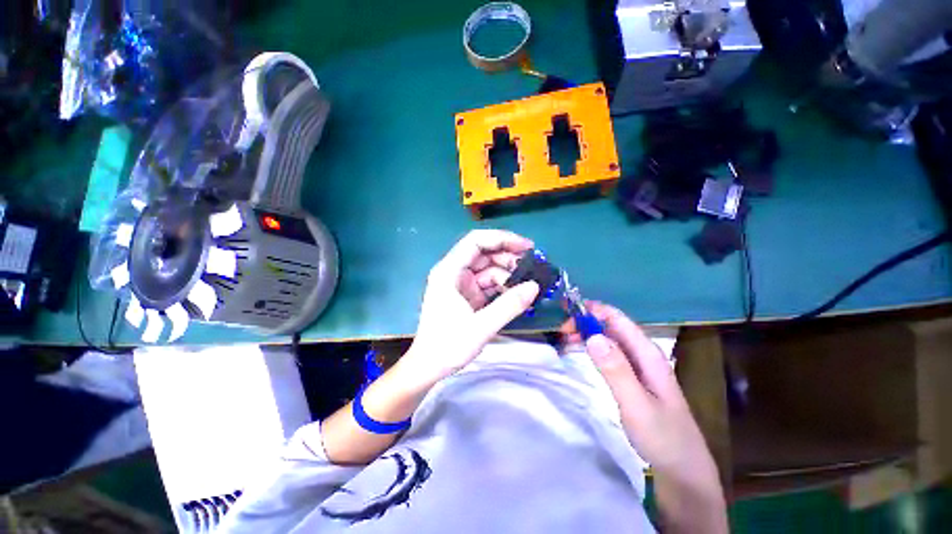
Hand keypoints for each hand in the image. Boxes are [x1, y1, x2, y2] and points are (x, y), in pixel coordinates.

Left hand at [402, 230, 539, 384]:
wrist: (428, 368)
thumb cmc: (447, 346)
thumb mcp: (481, 327)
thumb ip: (509, 306)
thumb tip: (535, 286)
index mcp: (449, 271)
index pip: (476, 242)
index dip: (502, 238)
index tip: (527, 247)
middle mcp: (453, 272)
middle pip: (484, 254)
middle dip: (508, 259)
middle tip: (532, 269)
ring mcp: (460, 284)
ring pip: (487, 269)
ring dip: (507, 275)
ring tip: (526, 287)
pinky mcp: (466, 295)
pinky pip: (487, 284)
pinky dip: (502, 287)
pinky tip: (515, 295)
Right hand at [563, 303, 725, 531]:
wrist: (682, 470)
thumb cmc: (662, 436)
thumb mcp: (637, 404)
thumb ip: (616, 370)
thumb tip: (593, 336)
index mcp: (648, 354)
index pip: (618, 319)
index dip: (593, 310)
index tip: (568, 311)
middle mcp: (643, 354)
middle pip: (612, 326)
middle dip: (586, 322)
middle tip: (561, 329)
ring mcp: (638, 366)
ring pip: (609, 339)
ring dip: (587, 333)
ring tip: (564, 338)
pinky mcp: (632, 377)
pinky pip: (609, 353)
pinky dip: (592, 347)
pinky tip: (580, 351)